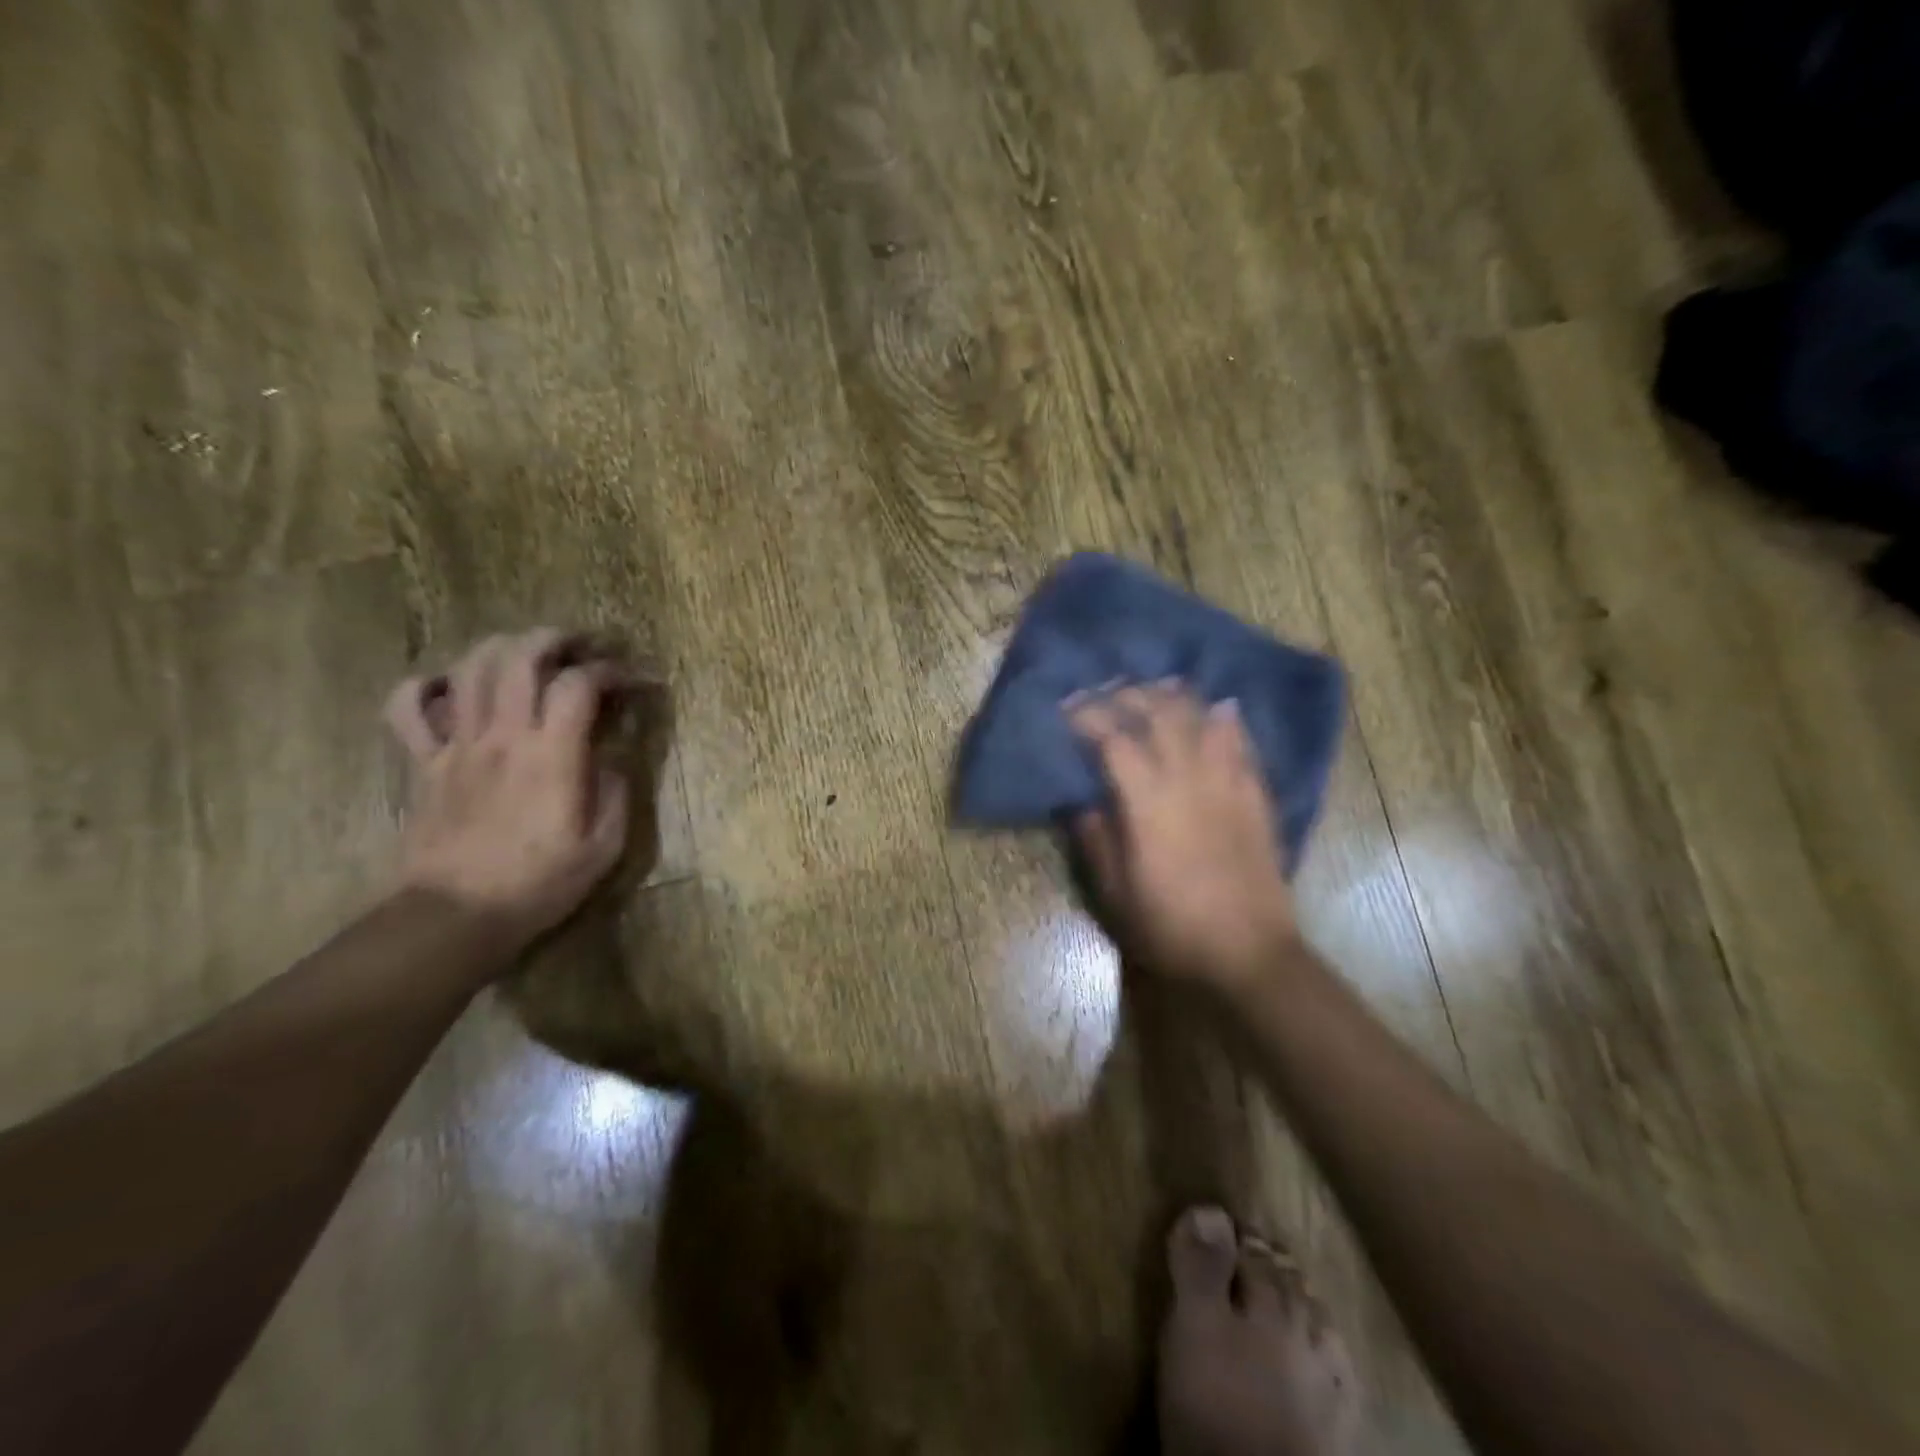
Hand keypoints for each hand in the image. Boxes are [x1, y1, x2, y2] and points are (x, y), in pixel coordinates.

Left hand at [385, 630, 635, 946]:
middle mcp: (503, 735)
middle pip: (520, 655)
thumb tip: (612, 757)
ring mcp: (456, 745)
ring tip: (531, 655)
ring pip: (471, 667)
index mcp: (552, 755)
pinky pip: (408, 706)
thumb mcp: (605, 844)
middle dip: (557, 639)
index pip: (581, 685)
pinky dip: (430, 685)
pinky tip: (455, 689)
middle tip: (582, 646)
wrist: (456, 916)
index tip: (637, 681)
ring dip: (505, 648)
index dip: (614, 671)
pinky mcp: (424, 762)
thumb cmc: (540, 883)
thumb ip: (616, 790)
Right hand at [1069, 683, 1301, 992]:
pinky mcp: (1255, 795)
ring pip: (1201, 720)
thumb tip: (1082, 802)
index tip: (1068, 707)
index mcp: (1147, 801)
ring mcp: (1227, 783)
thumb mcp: (1115, 893)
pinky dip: (1224, 720)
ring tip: (1155, 689)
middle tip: (1107, 692)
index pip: (1114, 739)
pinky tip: (1217, 709)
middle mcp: (1187, 779)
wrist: (1248, 953)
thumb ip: (1097, 839)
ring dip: (1174, 697)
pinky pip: (1240, 743)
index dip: (1088, 717)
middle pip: (1159, 715)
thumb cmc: (1171, 927)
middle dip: (1128, 695)